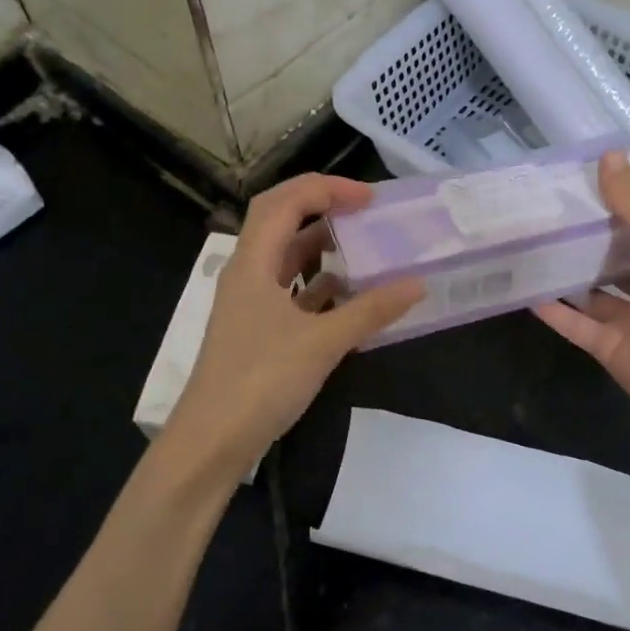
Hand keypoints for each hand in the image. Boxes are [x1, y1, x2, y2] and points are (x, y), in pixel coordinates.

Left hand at [168, 174, 423, 481]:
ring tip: (365, 248)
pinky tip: (351, 297)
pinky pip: (291, 293)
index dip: (326, 189)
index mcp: (252, 263)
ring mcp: (250, 304)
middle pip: (280, 221)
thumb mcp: (322, 343)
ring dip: (322, 248)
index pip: (285, 202)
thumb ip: (370, 311)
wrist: (212, 441)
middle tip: (365, 212)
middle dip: (322, 207)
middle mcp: (247, 274)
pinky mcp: (258, 330)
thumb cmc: (260, 381)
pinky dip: (320, 287)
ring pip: (287, 258)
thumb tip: (417, 284)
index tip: (369, 199)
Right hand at [535, 152, 629, 468]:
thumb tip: (608, 155)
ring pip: (590, 290)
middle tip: (540, 210)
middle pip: (612, 256)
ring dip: (564, 273)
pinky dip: (554, 310)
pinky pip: (576, 324)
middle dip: (583, 237)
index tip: (574, 180)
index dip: (612, 202)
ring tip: (526, 246)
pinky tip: (523, 291)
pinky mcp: (609, 348)